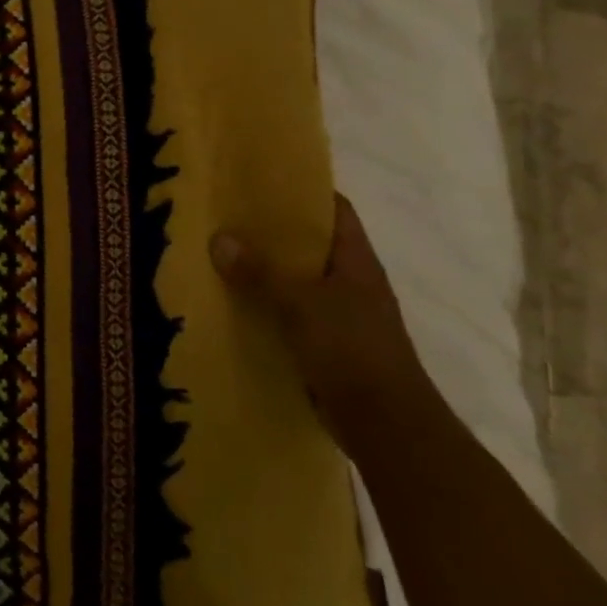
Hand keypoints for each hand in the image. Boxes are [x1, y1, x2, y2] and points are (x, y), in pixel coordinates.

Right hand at [211, 194, 434, 454]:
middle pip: (311, 245)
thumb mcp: (301, 304)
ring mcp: (342, 316)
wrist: (386, 424)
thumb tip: (219, 238)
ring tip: (221, 255)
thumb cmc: (352, 350)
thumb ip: (260, 273)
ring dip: (266, 271)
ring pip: (298, 282)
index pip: (334, 210)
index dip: (304, 192)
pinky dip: (267, 308)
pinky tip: (235, 305)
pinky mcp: (328, 346)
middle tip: (228, 216)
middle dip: (273, 232)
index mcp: (356, 261)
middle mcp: (351, 283)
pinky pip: (291, 315)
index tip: (263, 180)